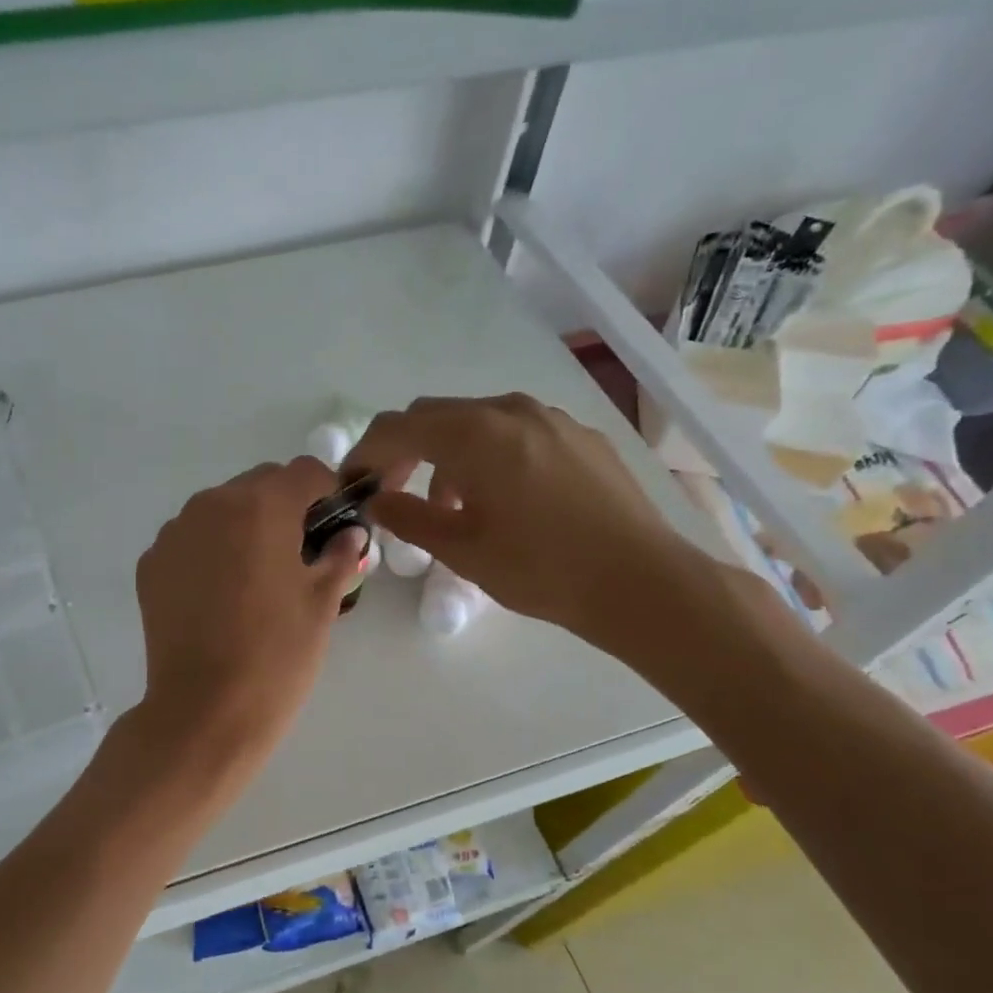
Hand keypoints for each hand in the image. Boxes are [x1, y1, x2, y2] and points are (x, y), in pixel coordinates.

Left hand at [132, 457, 365, 787]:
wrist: (204, 712)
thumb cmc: (276, 656)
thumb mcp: (321, 605)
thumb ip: (340, 557)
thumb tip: (350, 535)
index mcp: (260, 507)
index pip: (305, 471)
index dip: (328, 492)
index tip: (335, 524)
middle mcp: (211, 505)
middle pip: (259, 484)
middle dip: (285, 507)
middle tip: (299, 554)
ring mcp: (174, 533)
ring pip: (221, 509)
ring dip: (245, 526)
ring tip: (257, 577)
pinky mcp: (151, 563)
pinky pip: (191, 539)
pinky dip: (210, 550)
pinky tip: (220, 595)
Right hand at [346, 394, 707, 657]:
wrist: (640, 581)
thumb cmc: (541, 569)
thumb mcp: (461, 550)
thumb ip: (408, 517)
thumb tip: (375, 500)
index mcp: (476, 434)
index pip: (397, 428)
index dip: (364, 454)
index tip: (351, 486)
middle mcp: (510, 410)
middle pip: (434, 416)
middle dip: (403, 451)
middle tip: (392, 494)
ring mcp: (550, 418)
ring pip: (475, 422)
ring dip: (446, 454)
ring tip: (450, 505)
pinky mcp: (578, 434)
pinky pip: (514, 432)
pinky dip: (487, 455)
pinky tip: (501, 498)